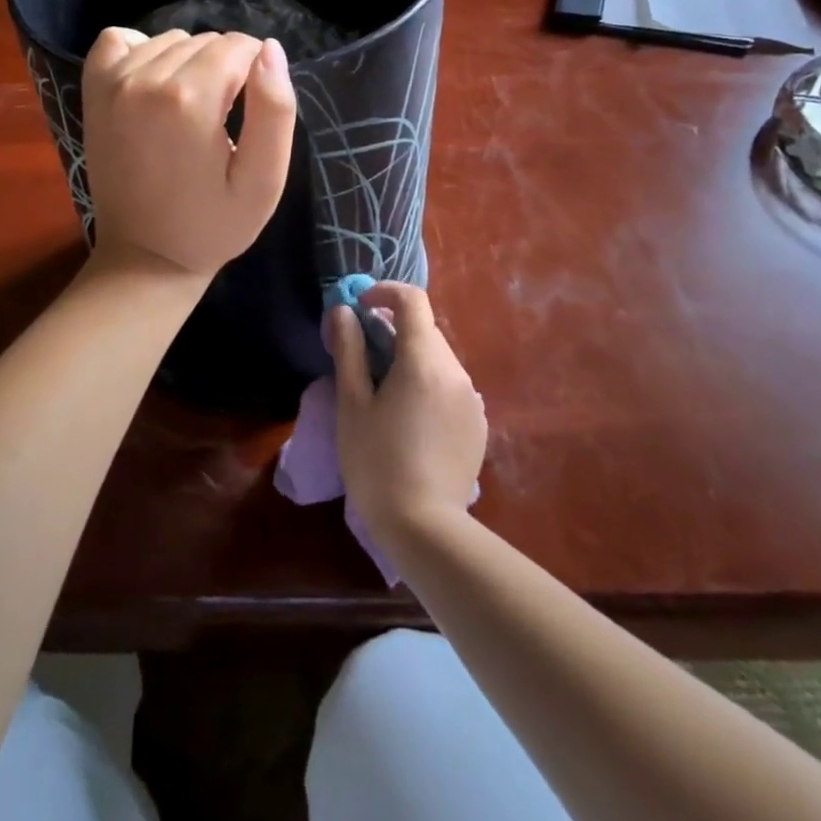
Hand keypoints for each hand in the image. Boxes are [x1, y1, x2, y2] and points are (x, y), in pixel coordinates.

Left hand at [81, 27, 295, 278]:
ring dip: (189, 64)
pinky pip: (120, 39)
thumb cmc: (213, 225)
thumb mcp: (264, 180)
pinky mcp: (93, 91)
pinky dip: (142, 51)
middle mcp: (145, 78)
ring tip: (191, 111)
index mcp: (190, 100)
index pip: (241, 46)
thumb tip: (270, 49)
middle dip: (226, 71)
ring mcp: (113, 82)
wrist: (144, 257)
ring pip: (171, 39)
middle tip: (222, 122)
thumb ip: (275, 110)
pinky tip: (154, 85)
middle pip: (207, 41)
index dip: (258, 75)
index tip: (251, 114)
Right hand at [329, 282, 485, 542]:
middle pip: (425, 330)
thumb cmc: (376, 461)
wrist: (424, 528)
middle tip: (362, 357)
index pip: (412, 300)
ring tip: (384, 393)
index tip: (360, 307)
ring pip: (438, 358)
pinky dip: (428, 384)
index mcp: (423, 360)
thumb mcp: (352, 403)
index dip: (384, 292)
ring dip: (411, 358)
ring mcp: (471, 398)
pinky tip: (410, 420)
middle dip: (393, 330)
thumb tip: (343, 312)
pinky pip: (450, 386)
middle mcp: (455, 370)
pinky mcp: (477, 424)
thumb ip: (349, 350)